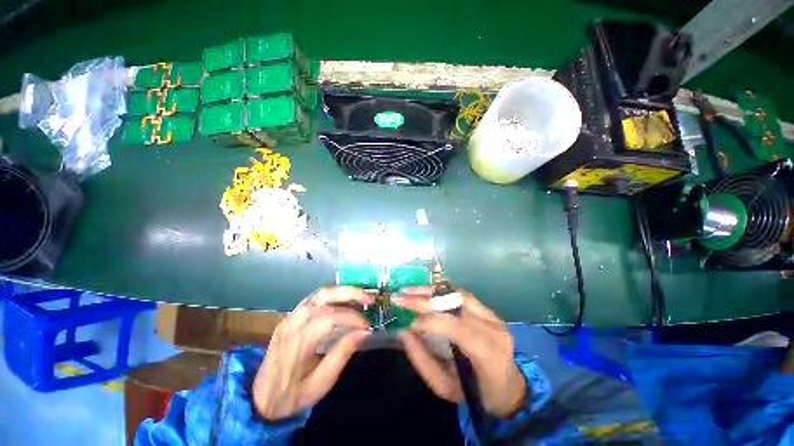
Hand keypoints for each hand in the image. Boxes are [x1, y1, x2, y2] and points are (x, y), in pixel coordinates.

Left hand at [252, 286, 372, 420]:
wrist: (257, 398)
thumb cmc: (290, 395)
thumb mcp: (319, 385)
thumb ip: (341, 355)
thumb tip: (363, 333)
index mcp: (297, 343)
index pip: (329, 318)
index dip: (352, 318)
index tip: (367, 326)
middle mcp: (292, 323)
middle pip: (323, 296)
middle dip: (350, 293)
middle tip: (369, 299)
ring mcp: (290, 316)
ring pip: (319, 293)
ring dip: (343, 291)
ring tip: (361, 297)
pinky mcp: (290, 316)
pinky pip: (314, 298)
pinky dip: (333, 295)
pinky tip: (344, 301)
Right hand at [393, 286, 526, 417]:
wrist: (508, 389)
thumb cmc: (476, 395)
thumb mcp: (446, 386)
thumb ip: (423, 359)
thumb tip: (404, 332)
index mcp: (488, 352)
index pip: (456, 327)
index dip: (429, 321)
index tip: (408, 324)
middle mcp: (493, 327)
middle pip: (455, 303)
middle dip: (424, 299)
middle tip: (400, 296)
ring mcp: (493, 315)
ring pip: (458, 293)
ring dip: (431, 290)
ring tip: (409, 290)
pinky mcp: (488, 311)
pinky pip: (461, 295)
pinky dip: (441, 291)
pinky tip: (426, 291)